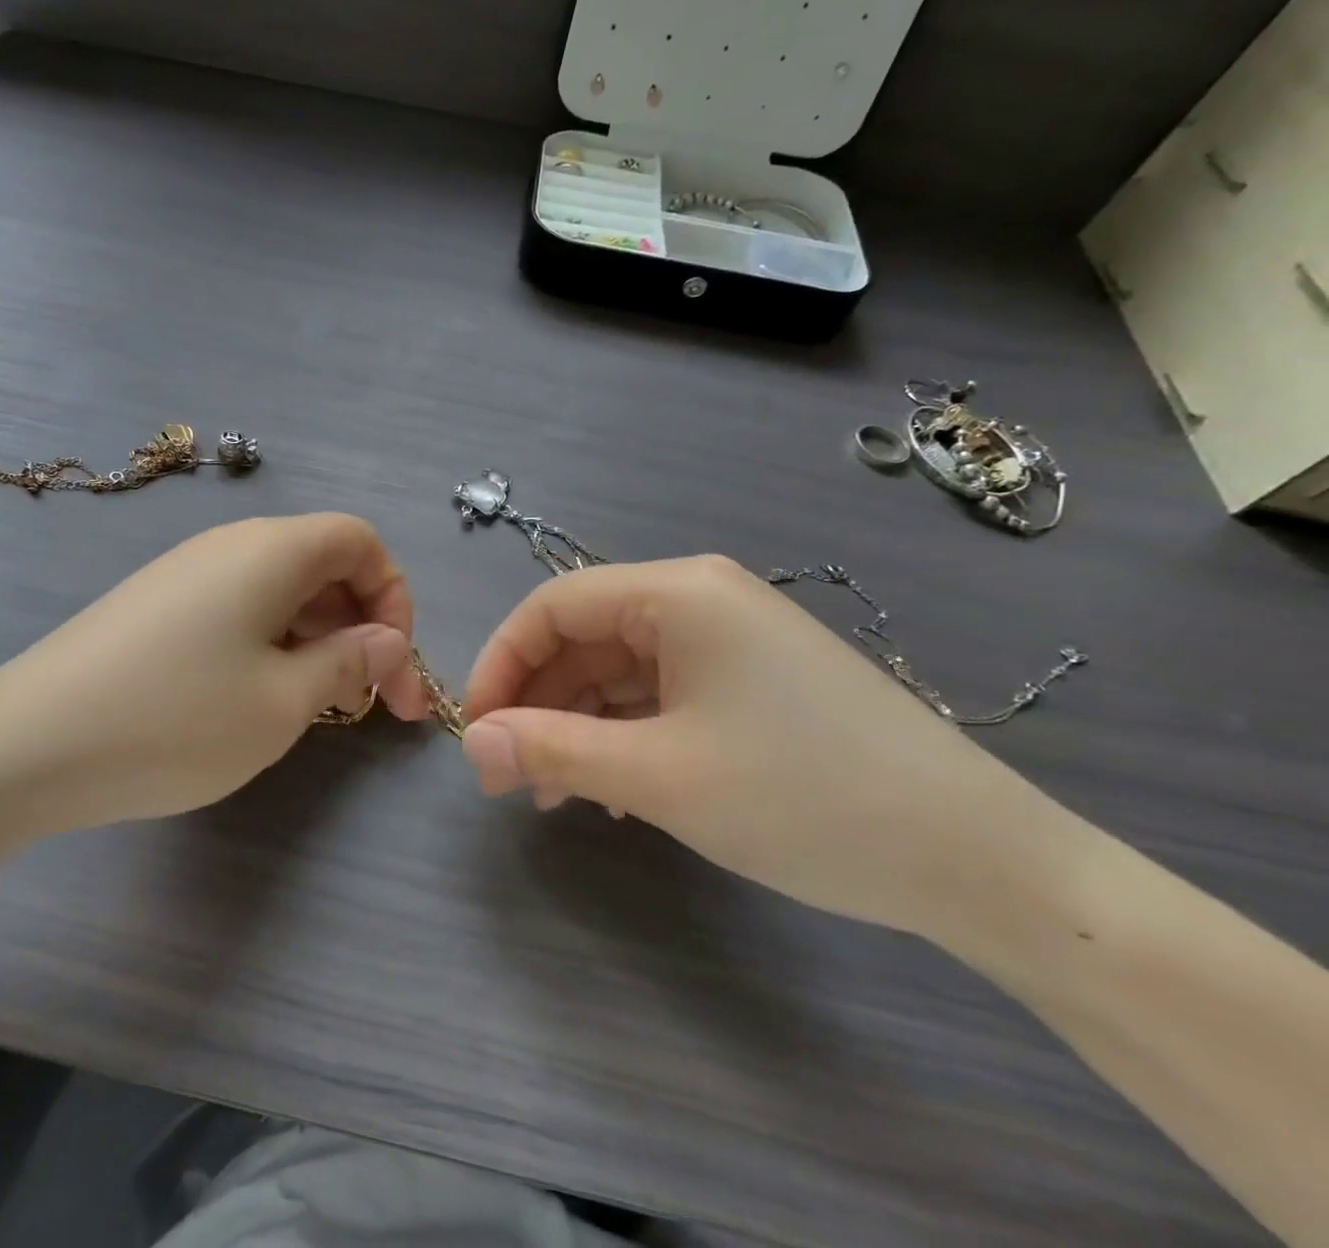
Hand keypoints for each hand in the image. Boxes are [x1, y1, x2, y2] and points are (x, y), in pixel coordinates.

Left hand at [0, 514, 430, 834]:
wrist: (24, 748)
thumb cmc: (176, 720)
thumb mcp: (282, 702)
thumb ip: (349, 662)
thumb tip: (387, 640)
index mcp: (272, 550)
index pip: (360, 540)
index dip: (393, 595)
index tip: (394, 662)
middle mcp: (231, 545)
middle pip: (324, 564)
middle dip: (363, 626)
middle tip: (376, 703)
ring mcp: (187, 573)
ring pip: (282, 590)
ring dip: (319, 640)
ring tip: (322, 706)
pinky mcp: (157, 606)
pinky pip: (240, 608)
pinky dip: (273, 644)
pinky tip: (261, 697)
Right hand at [457, 556, 1074, 940]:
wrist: (981, 862)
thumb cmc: (806, 798)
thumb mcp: (661, 776)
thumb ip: (552, 751)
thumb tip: (471, 741)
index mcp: (676, 592)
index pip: (552, 605)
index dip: (500, 662)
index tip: (475, 728)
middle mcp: (700, 599)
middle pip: (584, 636)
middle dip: (537, 701)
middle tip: (506, 774)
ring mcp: (731, 640)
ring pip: (620, 670)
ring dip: (577, 724)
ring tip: (555, 793)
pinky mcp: (753, 681)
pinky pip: (661, 694)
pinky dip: (625, 734)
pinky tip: (616, 790)